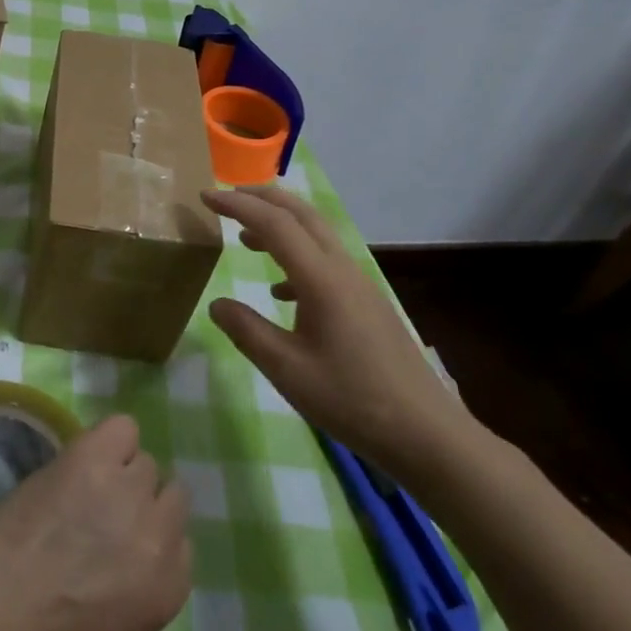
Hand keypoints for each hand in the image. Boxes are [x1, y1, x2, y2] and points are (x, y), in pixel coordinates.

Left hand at [0, 414, 189, 630]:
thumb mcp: (114, 626)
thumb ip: (139, 580)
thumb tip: (130, 544)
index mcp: (168, 590)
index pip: (182, 543)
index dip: (149, 534)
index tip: (122, 538)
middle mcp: (160, 534)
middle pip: (169, 494)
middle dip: (140, 500)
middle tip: (101, 508)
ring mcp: (130, 490)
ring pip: (144, 461)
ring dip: (119, 471)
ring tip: (83, 485)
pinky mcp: (97, 454)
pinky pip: (124, 428)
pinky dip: (108, 440)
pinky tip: (82, 458)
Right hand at [204, 184, 487, 485]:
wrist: (425, 433)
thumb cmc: (351, 400)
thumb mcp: (286, 370)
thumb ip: (247, 331)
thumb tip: (217, 304)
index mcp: (321, 278)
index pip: (274, 223)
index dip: (237, 205)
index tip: (205, 197)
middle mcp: (342, 269)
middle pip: (301, 213)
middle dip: (262, 198)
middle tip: (226, 198)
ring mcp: (359, 284)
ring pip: (316, 234)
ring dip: (280, 224)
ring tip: (245, 236)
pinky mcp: (367, 302)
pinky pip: (326, 260)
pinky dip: (296, 256)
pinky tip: (280, 291)